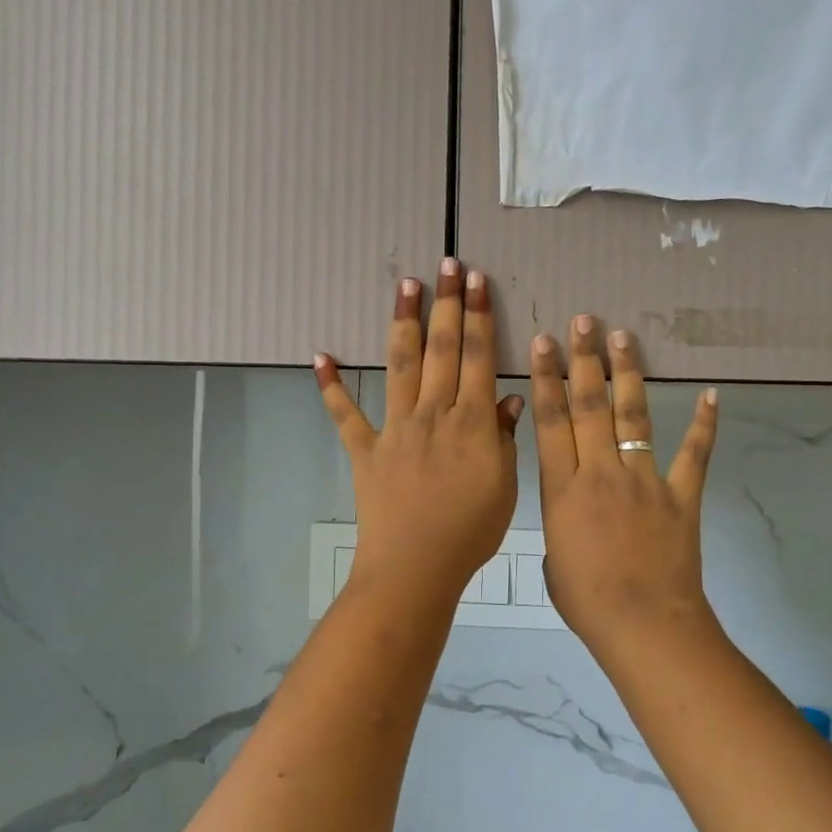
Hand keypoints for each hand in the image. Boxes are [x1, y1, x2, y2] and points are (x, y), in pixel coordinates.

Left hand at [316, 260, 523, 608]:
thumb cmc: (469, 532)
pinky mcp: (365, 449)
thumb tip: (510, 396)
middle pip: (441, 349)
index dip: (478, 316)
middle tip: (446, 265)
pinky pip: (345, 415)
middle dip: (446, 304)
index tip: (477, 282)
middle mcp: (433, 413)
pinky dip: (331, 387)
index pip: (478, 357)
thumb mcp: (504, 486)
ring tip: (406, 286)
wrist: (415, 566)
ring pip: (400, 366)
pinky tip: (320, 356)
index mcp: (472, 422)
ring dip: (403, 324)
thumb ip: (505, 438)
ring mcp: (395, 428)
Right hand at [530, 317, 719, 647]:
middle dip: (583, 360)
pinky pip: (693, 453)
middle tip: (584, 321)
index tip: (543, 342)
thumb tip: (572, 510)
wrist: (644, 625)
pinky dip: (704, 424)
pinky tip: (711, 394)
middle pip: (589, 406)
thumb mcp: (553, 558)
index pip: (551, 421)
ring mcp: (643, 480)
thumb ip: (561, 522)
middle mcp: (600, 472)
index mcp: (562, 489)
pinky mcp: (680, 494)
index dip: (546, 378)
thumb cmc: (588, 600)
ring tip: (624, 338)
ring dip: (628, 375)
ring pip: (633, 416)